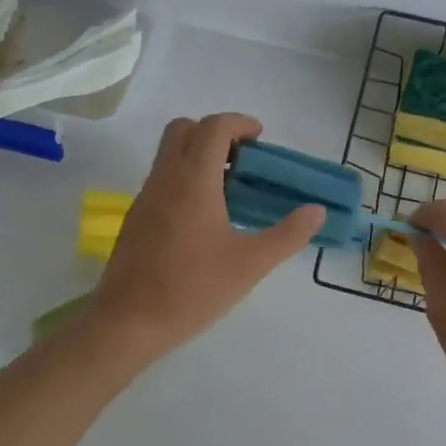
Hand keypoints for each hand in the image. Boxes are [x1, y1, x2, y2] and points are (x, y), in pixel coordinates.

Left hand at [87, 114, 324, 363]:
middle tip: (242, 161)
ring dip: (198, 156)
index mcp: (194, 180)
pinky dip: (184, 180)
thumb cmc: (193, 288)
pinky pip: (161, 180)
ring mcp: (145, 197)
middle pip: (184, 129)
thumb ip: (288, 235)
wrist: (129, 321)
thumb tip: (316, 212)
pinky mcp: (136, 219)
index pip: (213, 127)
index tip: (260, 139)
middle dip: (215, 133)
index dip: (240, 123)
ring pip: (169, 155)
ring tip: (229, 191)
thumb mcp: (251, 264)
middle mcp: (165, 178)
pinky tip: (204, 219)